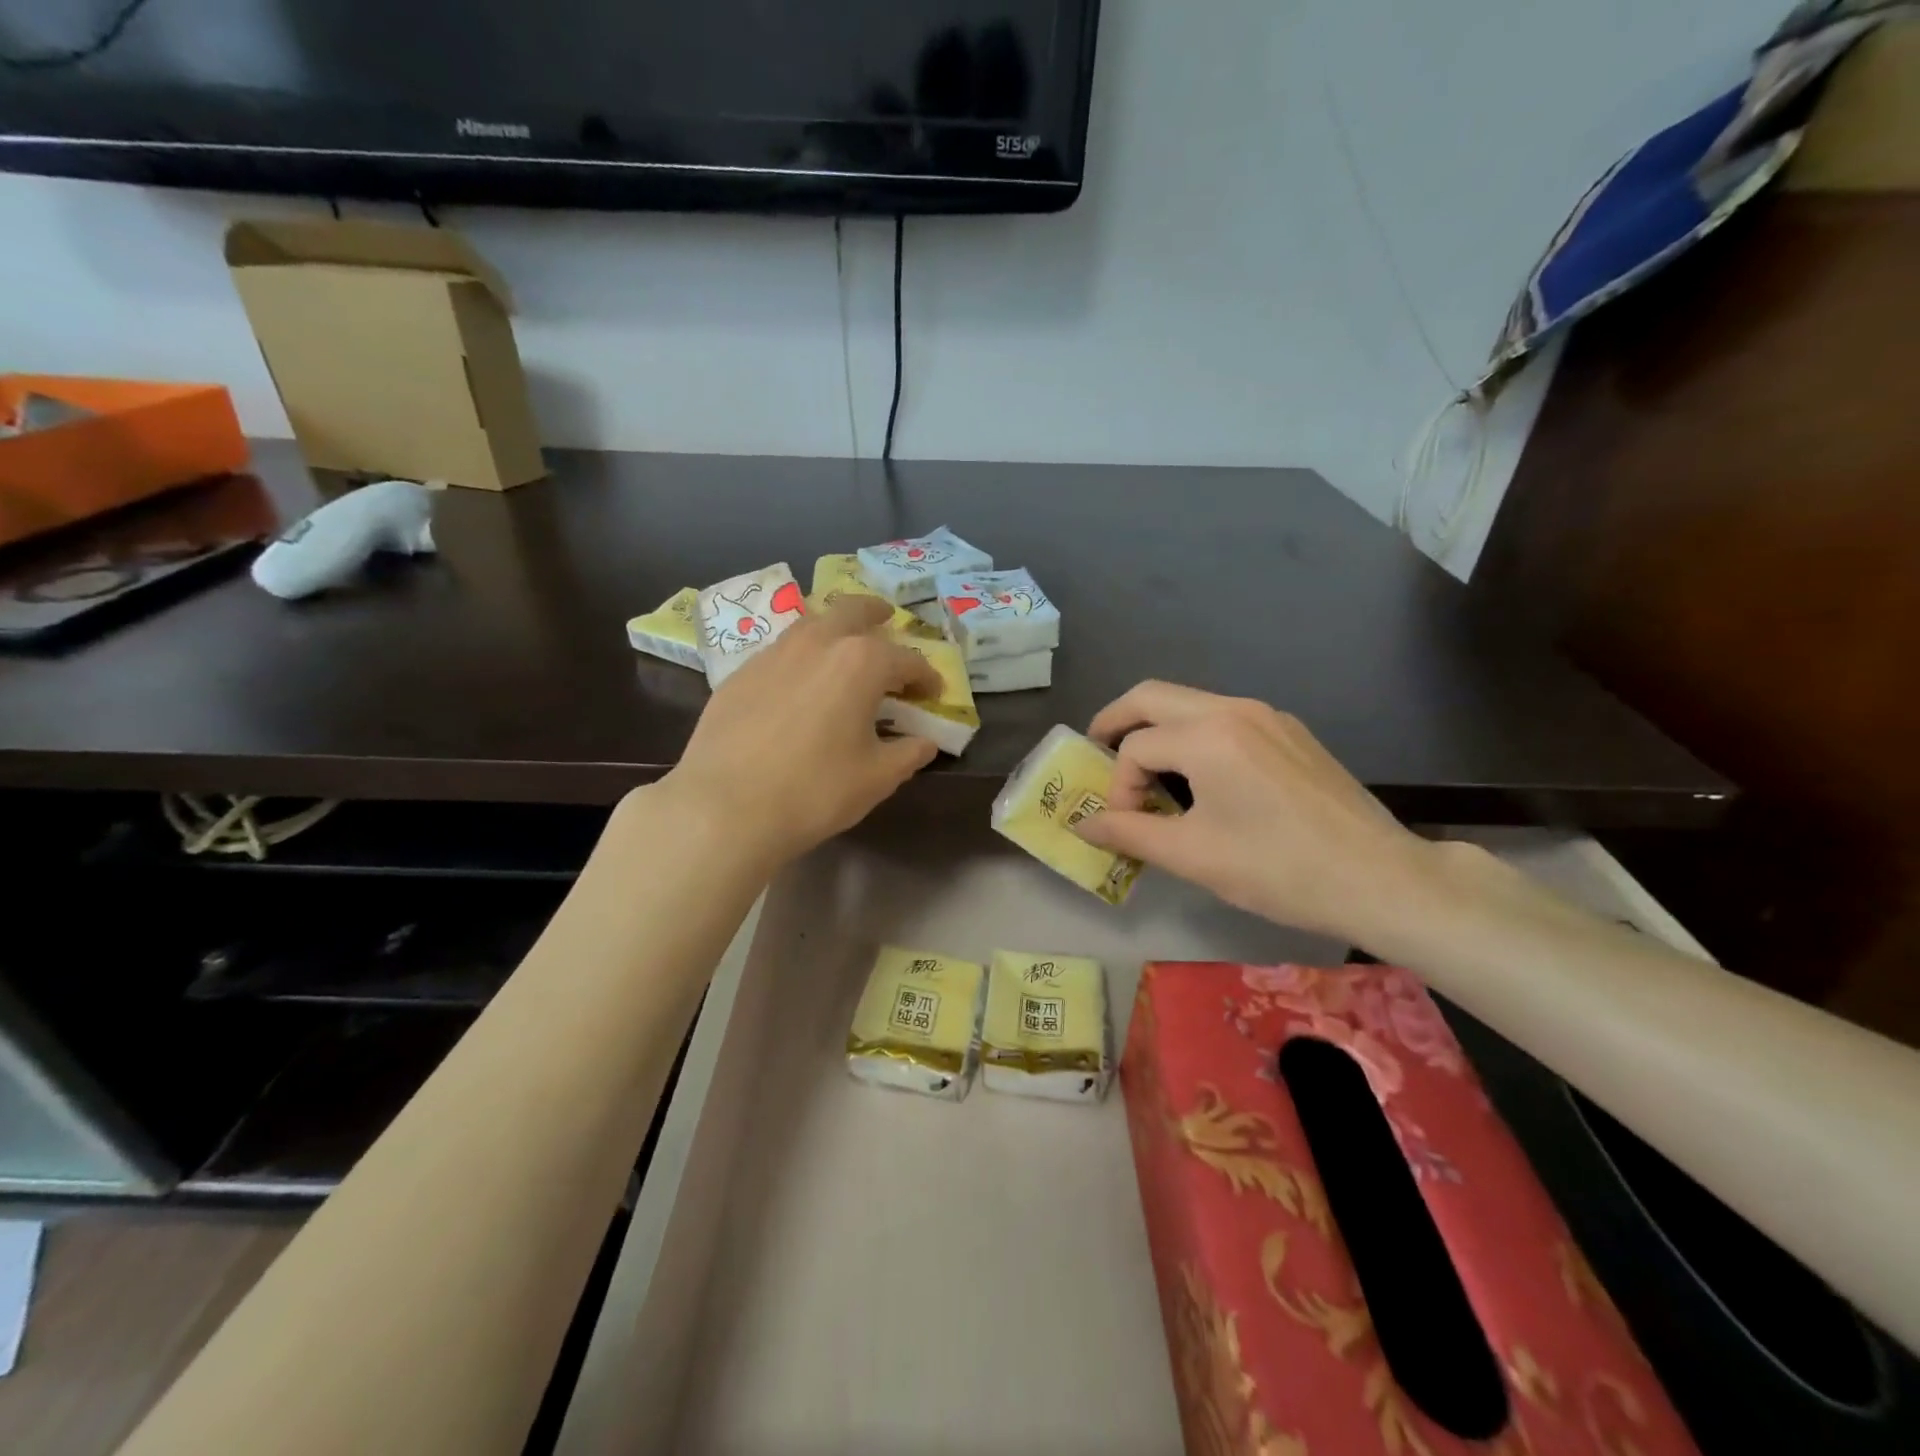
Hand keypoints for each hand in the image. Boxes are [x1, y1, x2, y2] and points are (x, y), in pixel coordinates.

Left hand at [654, 595, 942, 868]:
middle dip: (877, 613)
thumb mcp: (877, 778)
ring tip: (843, 647)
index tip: (933, 693)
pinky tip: (799, 682)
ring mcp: (773, 653)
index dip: (926, 677)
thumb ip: (909, 753)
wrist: (724, 807)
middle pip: (854, 610)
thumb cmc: (814, 791)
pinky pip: (781, 650)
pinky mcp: (740, 672)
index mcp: (861, 662)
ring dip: (835, 627)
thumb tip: (925, 742)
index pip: (907, 660)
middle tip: (888, 620)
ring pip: (812, 624)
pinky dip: (802, 655)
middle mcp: (818, 643)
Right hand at [1075, 681, 1438, 942]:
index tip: (1124, 825)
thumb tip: (1084, 826)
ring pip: (1190, 703)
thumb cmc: (1279, 869)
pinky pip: (1223, 717)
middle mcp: (1234, 709)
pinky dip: (1193, 735)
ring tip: (1144, 770)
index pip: (1136, 748)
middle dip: (1116, 721)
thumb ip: (1129, 833)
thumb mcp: (1193, 855)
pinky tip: (1199, 777)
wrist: (1381, 879)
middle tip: (1096, 751)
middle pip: (1153, 696)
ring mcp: (1268, 715)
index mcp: (1207, 735)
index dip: (1118, 787)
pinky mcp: (1290, 732)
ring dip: (1156, 727)